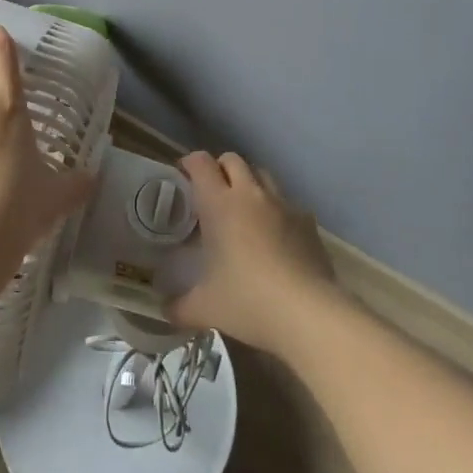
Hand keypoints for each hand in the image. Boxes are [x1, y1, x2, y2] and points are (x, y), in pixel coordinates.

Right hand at [165, 150, 338, 354]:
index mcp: (219, 204)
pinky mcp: (307, 221)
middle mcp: (251, 194)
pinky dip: (277, 211)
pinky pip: (287, 204)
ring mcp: (283, 204)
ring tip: (243, 210)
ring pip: (262, 175)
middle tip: (211, 194)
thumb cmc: (247, 302)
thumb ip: (178, 306)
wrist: (308, 313)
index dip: (189, 163)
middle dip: (220, 169)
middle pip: (233, 160)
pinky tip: (276, 237)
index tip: (182, 177)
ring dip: (249, 184)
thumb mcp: (204, 308)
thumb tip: (164, 311)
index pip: (201, 163)